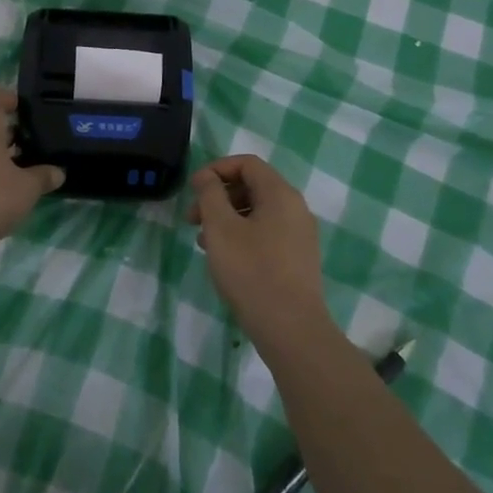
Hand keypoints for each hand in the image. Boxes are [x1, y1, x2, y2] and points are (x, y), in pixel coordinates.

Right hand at [188, 155, 331, 348]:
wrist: (291, 329)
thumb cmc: (251, 271)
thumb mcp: (221, 228)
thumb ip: (210, 194)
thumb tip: (207, 177)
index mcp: (280, 193)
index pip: (247, 163)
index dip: (216, 169)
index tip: (193, 189)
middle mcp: (295, 208)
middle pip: (252, 186)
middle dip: (218, 196)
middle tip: (192, 219)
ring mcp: (300, 235)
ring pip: (257, 212)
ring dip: (227, 218)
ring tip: (203, 242)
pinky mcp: (298, 259)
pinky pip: (266, 233)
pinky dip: (242, 235)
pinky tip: (225, 259)